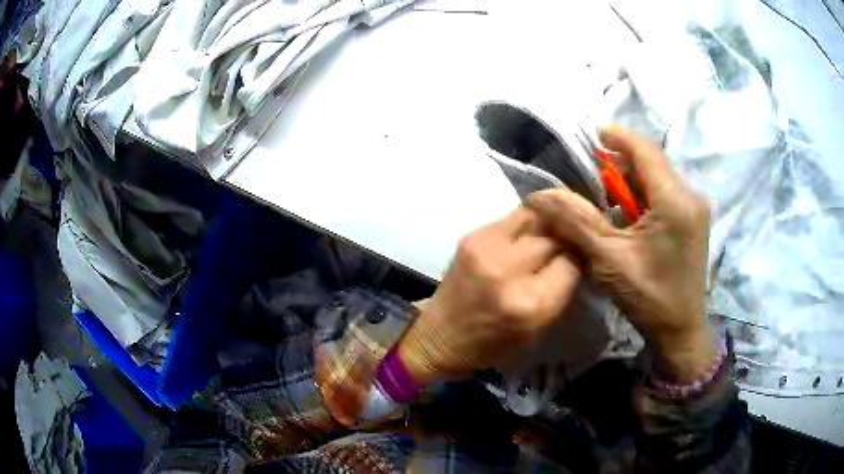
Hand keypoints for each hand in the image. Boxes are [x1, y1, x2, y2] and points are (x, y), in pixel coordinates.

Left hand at [398, 207, 581, 384]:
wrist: (440, 336)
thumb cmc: (491, 345)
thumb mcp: (538, 329)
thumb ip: (560, 290)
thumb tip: (577, 254)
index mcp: (531, 304)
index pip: (572, 262)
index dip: (581, 258)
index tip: (582, 258)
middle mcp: (509, 271)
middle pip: (555, 236)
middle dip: (568, 237)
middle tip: (573, 240)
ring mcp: (487, 248)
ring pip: (536, 216)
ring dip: (550, 222)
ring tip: (556, 228)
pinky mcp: (472, 236)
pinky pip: (512, 217)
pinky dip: (528, 221)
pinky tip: (531, 230)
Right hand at [528, 127, 715, 382]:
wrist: (681, 330)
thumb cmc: (648, 297)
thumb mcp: (609, 259)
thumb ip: (576, 221)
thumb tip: (540, 194)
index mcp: (674, 200)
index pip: (644, 148)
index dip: (615, 136)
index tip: (589, 138)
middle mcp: (690, 195)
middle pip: (651, 161)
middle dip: (620, 162)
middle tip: (591, 177)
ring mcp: (695, 207)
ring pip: (658, 176)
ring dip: (631, 180)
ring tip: (607, 200)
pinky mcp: (695, 219)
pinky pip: (666, 193)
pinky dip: (644, 195)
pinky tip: (629, 216)